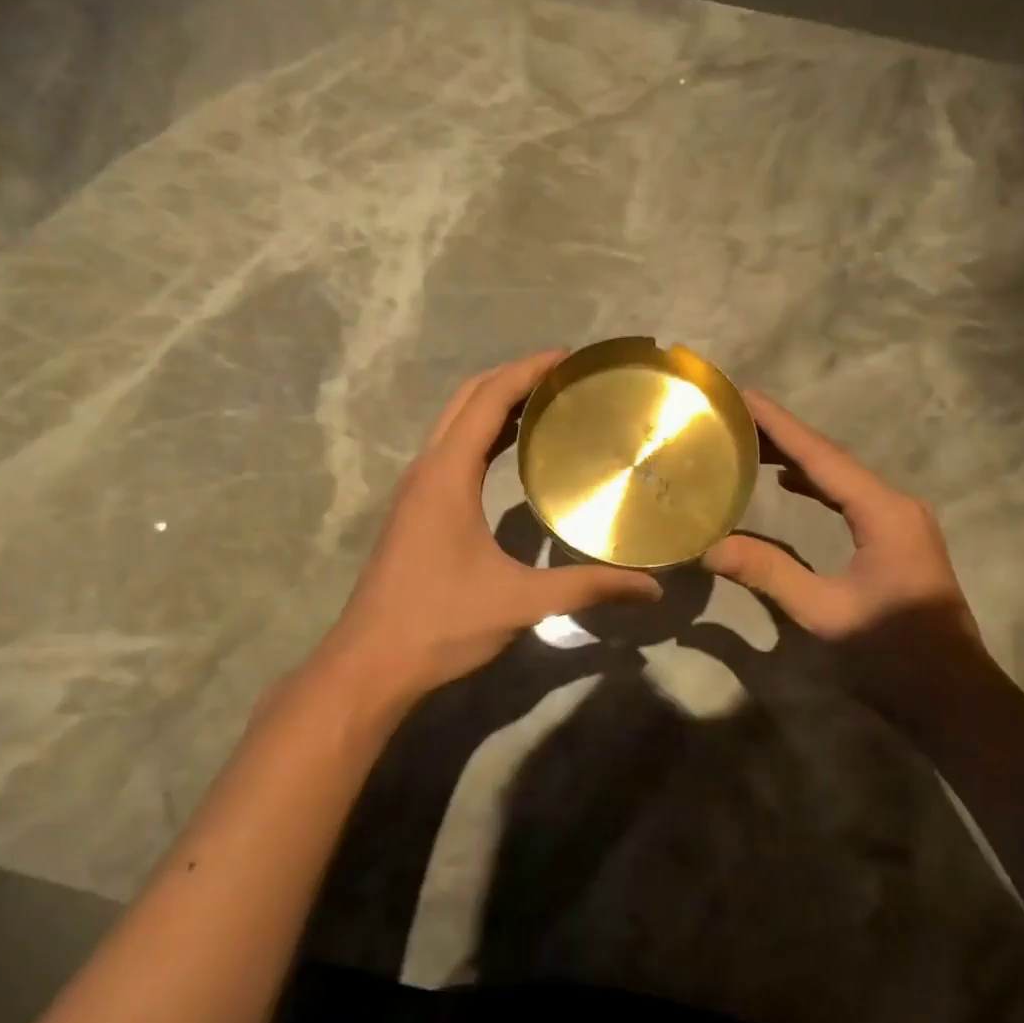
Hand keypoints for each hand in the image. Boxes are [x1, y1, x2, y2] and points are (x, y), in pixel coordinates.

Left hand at [322, 351, 661, 701]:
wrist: (372, 663)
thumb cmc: (441, 623)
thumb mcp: (522, 602)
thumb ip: (588, 588)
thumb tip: (651, 588)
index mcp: (447, 475)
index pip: (488, 399)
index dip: (528, 370)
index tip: (570, 358)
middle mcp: (427, 469)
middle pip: (467, 399)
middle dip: (513, 378)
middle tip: (565, 377)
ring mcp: (416, 489)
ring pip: (455, 423)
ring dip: (495, 404)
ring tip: (548, 404)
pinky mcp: (415, 509)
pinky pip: (451, 450)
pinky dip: (483, 434)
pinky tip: (513, 452)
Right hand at [703, 392, 974, 640]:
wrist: (955, 697)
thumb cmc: (894, 654)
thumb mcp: (825, 614)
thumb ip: (769, 574)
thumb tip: (710, 547)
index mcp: (883, 512)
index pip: (821, 457)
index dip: (779, 425)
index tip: (742, 395)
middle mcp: (894, 504)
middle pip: (830, 458)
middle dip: (782, 435)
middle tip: (733, 416)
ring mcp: (899, 521)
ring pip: (839, 476)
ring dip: (796, 457)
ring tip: (749, 442)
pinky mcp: (895, 539)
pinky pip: (848, 497)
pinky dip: (814, 484)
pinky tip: (787, 482)